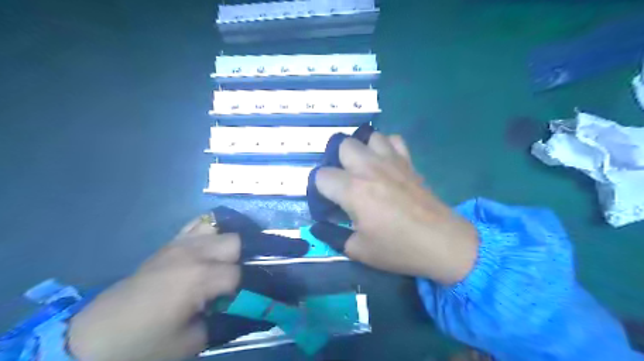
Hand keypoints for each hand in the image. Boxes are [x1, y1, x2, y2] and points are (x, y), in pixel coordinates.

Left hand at [68, 217, 241, 359]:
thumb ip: (221, 321)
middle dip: (238, 260)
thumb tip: (238, 307)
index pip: (237, 273)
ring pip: (218, 229)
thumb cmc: (145, 341)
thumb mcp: (190, 342)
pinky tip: (206, 248)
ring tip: (219, 264)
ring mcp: (180, 245)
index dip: (240, 288)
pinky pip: (196, 226)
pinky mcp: (169, 244)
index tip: (234, 300)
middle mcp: (194, 253)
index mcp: (199, 277)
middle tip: (228, 280)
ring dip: (224, 246)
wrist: (97, 335)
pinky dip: (208, 233)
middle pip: (234, 241)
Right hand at [312, 132, 476, 284]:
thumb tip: (321, 226)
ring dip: (361, 150)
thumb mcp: (358, 250)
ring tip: (363, 169)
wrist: (442, 242)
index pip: (321, 176)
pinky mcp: (408, 161)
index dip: (319, 189)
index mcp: (353, 190)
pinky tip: (385, 163)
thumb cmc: (399, 248)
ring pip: (367, 136)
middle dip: (337, 161)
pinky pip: (393, 140)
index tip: (328, 202)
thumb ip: (333, 236)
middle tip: (344, 182)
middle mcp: (368, 168)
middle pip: (341, 144)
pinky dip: (385, 147)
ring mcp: (391, 161)